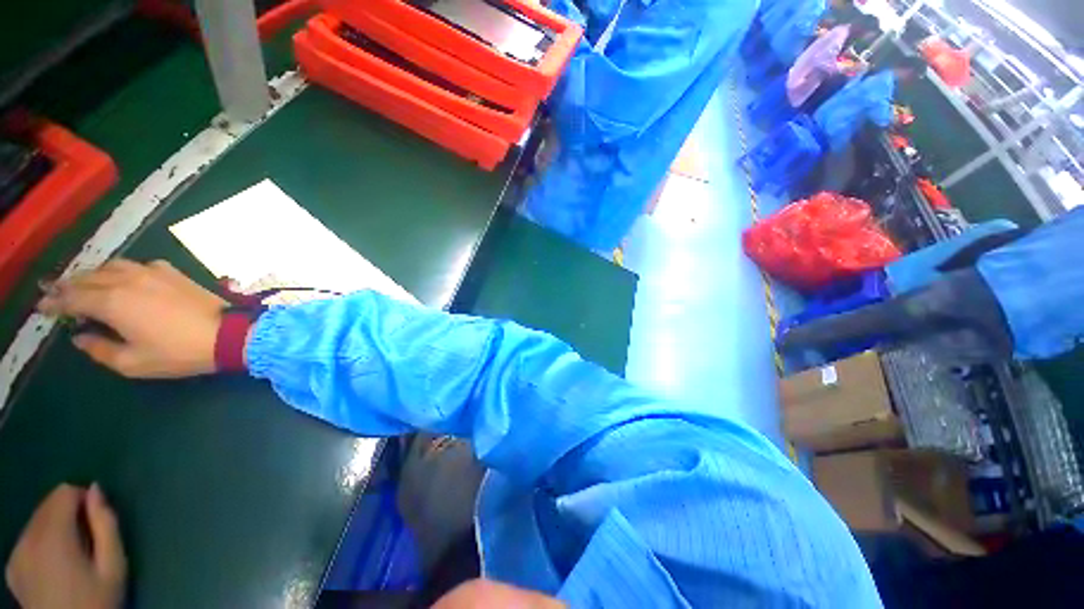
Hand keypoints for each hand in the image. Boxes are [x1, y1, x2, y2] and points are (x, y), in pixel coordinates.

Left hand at [6, 484, 126, 608]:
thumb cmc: (97, 600)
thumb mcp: (113, 565)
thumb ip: (106, 523)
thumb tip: (96, 490)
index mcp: (53, 534)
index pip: (64, 492)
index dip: (83, 499)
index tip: (97, 519)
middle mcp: (28, 537)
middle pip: (48, 504)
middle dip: (69, 513)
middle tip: (88, 539)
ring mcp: (16, 553)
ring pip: (37, 521)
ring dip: (56, 527)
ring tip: (73, 554)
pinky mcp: (12, 565)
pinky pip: (29, 539)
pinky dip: (43, 542)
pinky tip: (54, 566)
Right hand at [38, 259, 226, 377]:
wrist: (229, 334)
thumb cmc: (179, 352)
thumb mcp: (132, 362)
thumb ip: (99, 349)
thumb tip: (79, 336)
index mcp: (112, 302)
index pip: (73, 298)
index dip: (54, 302)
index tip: (41, 307)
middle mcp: (127, 279)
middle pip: (88, 278)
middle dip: (68, 285)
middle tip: (54, 293)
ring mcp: (152, 271)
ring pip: (111, 266)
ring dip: (92, 274)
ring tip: (83, 285)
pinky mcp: (172, 271)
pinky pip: (137, 264)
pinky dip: (120, 269)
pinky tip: (121, 279)